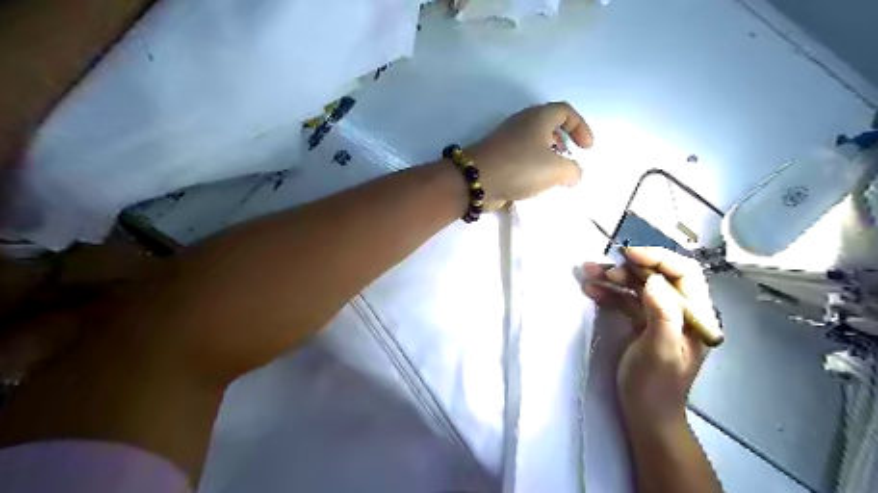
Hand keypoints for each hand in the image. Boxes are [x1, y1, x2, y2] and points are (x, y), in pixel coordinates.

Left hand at [463, 103, 591, 210]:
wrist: (476, 179)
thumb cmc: (520, 167)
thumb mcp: (555, 169)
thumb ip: (572, 170)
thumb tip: (574, 174)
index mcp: (538, 117)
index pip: (566, 111)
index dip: (580, 127)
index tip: (587, 149)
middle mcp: (522, 123)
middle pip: (549, 125)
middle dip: (563, 142)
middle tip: (569, 160)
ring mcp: (507, 139)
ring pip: (534, 143)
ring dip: (548, 157)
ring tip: (554, 176)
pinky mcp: (498, 156)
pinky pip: (522, 157)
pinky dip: (532, 167)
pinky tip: (535, 184)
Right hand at [582, 249, 715, 428]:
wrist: (645, 413)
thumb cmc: (655, 385)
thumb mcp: (660, 351)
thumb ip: (662, 313)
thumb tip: (651, 279)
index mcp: (695, 315)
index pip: (684, 272)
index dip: (657, 258)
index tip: (628, 255)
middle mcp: (680, 310)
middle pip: (657, 275)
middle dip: (628, 267)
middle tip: (601, 269)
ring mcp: (659, 316)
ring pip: (638, 285)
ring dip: (613, 277)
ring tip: (588, 273)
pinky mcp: (642, 322)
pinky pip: (626, 299)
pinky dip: (608, 292)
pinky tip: (591, 289)